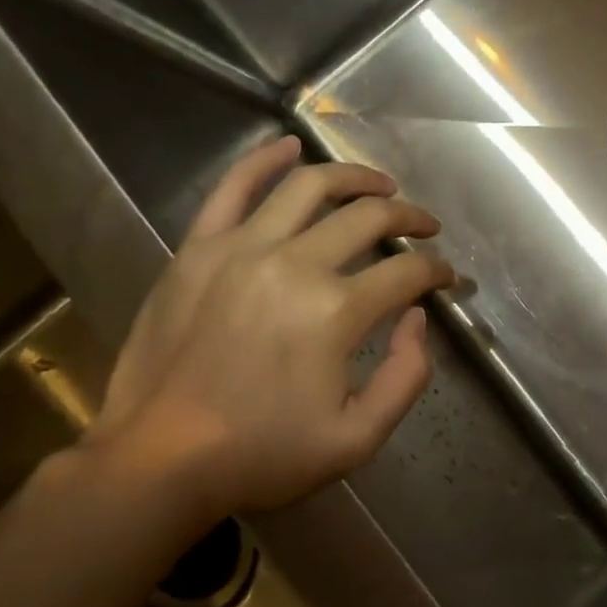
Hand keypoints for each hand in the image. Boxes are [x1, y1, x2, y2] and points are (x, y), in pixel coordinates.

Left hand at [81, 136, 453, 535]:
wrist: (159, 461)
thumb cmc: (263, 454)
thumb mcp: (358, 439)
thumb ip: (406, 377)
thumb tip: (416, 318)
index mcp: (336, 312)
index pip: (407, 273)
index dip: (437, 272)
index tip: (448, 278)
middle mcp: (294, 264)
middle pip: (368, 218)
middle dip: (409, 218)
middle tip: (425, 227)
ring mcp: (240, 249)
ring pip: (309, 187)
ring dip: (355, 177)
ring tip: (380, 184)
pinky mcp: (197, 249)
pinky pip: (232, 187)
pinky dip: (264, 160)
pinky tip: (289, 145)